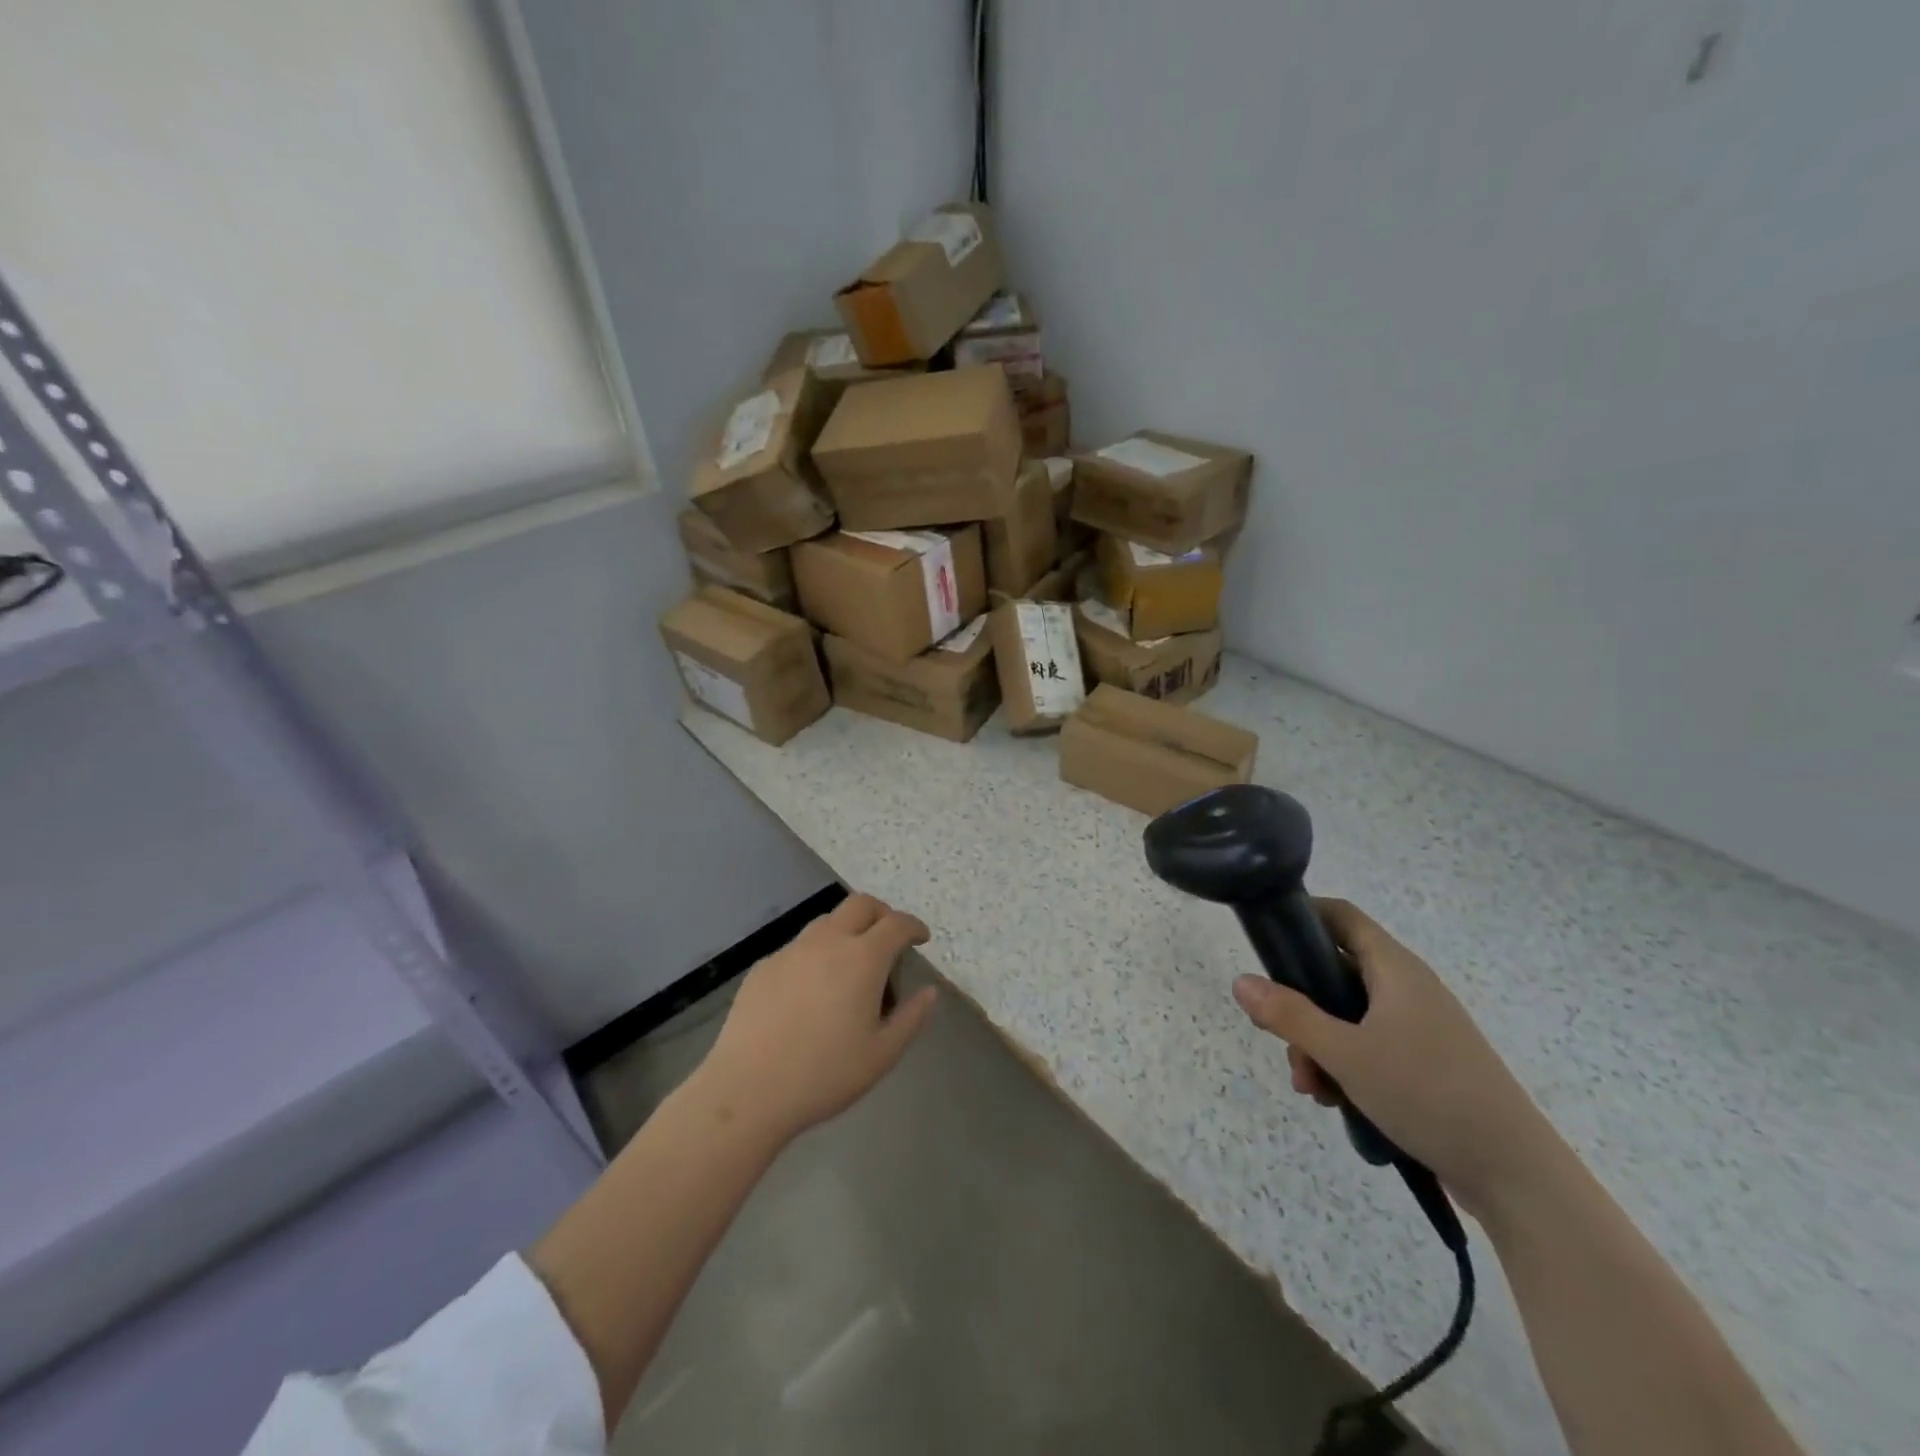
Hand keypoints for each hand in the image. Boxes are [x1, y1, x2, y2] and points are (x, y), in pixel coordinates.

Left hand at [692, 893, 937, 1146]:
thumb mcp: (882, 1054)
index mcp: (863, 958)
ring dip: (847, 931)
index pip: (897, 923)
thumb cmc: (824, 1074)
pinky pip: (799, 947)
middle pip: (861, 905)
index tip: (921, 939)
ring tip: (850, 967)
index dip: (914, 926)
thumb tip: (929, 992)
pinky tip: (811, 991)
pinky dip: (817, 954)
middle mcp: (828, 941)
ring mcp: (792, 950)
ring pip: (827, 922)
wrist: (748, 1089)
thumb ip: (912, 1018)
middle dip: (882, 914)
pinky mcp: (764, 966)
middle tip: (889, 942)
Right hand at [1231, 897, 1558, 1218]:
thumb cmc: (1428, 1094)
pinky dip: (1345, 1067)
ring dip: (1318, 1046)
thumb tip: (1241, 981)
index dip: (1302, 915)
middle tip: (1283, 1042)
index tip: (1265, 937)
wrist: (1516, 1175)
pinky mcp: (1425, 1063)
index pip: (1341, 916)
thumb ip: (1289, 1016)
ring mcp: (1418, 1028)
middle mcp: (1407, 989)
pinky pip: (1368, 1048)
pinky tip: (1337, 1103)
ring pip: (1347, 1018)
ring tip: (1313, 1089)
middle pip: (1334, 974)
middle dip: (1299, 1007)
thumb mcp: (1346, 1054)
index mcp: (1395, 969)